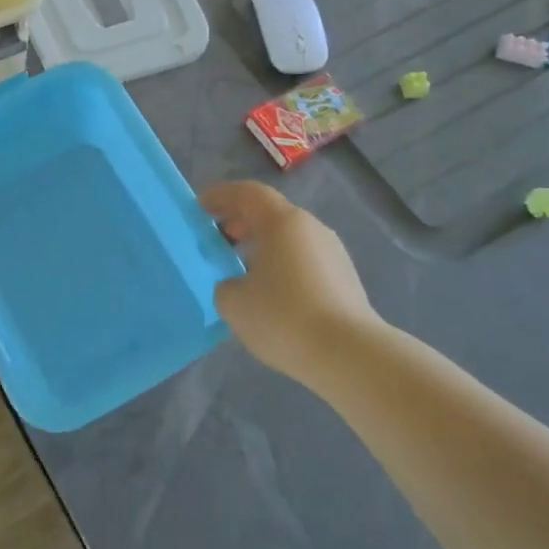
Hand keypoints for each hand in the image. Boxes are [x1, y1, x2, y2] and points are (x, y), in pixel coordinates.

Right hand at [200, 181, 378, 383]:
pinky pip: (304, 259)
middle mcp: (311, 228)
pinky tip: (270, 293)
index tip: (199, 208)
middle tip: (216, 241)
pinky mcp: (344, 278)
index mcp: (282, 222)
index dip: (221, 196)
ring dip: (262, 246)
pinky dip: (281, 264)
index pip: (248, 193)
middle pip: (270, 213)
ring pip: (289, 238)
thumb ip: (225, 284)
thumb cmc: (284, 317)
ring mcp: (332, 252)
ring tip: (240, 270)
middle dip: (240, 222)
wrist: (349, 355)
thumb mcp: (234, 303)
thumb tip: (236, 284)